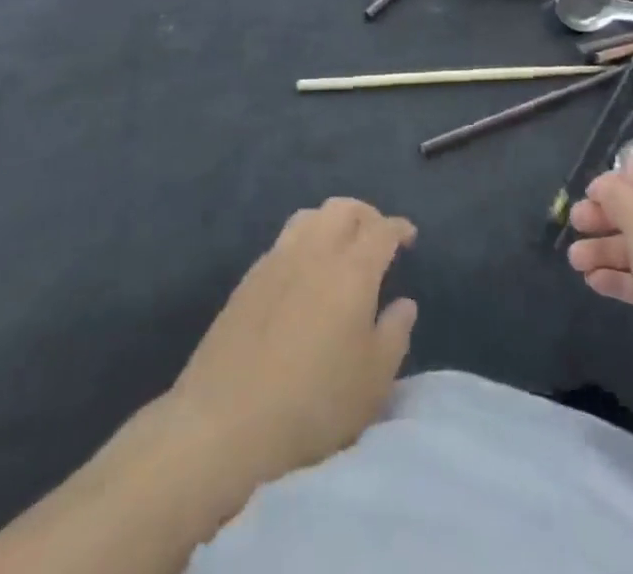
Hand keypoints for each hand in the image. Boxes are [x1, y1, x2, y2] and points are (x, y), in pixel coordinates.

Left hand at [171, 197, 416, 485]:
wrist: (224, 424)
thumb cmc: (313, 405)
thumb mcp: (373, 381)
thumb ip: (395, 334)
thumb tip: (404, 303)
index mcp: (352, 269)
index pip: (382, 229)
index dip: (399, 228)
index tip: (408, 238)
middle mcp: (315, 251)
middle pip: (344, 208)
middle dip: (366, 214)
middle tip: (377, 237)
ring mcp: (276, 261)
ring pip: (310, 216)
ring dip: (332, 221)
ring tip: (340, 247)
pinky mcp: (248, 280)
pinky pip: (284, 240)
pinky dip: (304, 241)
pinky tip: (304, 272)